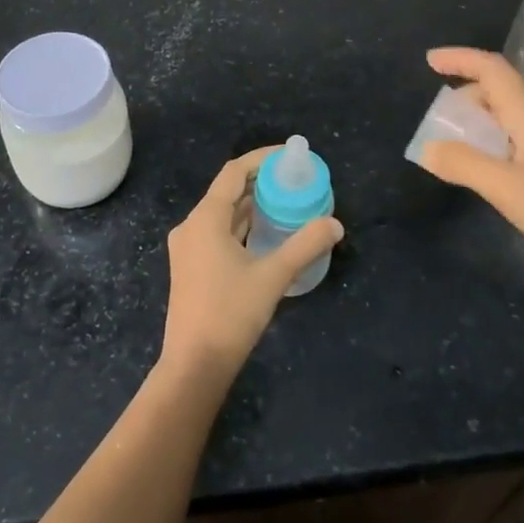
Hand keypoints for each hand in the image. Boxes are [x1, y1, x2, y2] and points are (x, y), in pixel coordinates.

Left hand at [161, 148, 343, 381]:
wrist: (194, 365)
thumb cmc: (230, 314)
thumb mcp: (273, 276)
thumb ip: (305, 246)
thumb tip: (335, 224)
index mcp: (205, 219)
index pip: (233, 172)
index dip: (261, 159)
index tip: (289, 157)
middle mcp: (191, 226)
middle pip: (228, 191)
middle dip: (261, 183)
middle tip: (296, 181)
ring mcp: (188, 248)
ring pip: (223, 214)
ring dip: (253, 206)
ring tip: (288, 203)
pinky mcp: (192, 267)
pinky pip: (219, 233)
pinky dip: (243, 226)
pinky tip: (268, 234)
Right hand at [418, 47, 523, 286]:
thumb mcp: (506, 187)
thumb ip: (463, 164)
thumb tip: (427, 147)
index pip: (492, 70)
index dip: (460, 59)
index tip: (429, 61)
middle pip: (495, 92)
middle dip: (461, 98)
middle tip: (436, 124)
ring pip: (503, 118)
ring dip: (473, 123)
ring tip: (451, 149)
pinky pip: (509, 141)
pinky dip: (486, 144)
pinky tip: (480, 171)